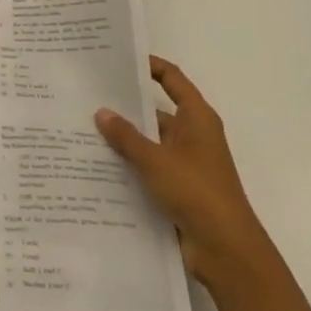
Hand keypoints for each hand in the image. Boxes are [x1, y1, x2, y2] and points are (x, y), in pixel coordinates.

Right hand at [95, 57, 272, 290]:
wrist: (226, 251)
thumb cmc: (197, 192)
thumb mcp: (155, 159)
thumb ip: (126, 136)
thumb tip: (102, 112)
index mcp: (197, 119)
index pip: (172, 79)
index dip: (149, 65)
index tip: (118, 58)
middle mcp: (193, 136)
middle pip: (156, 111)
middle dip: (125, 105)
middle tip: (87, 95)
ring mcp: (186, 164)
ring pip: (149, 142)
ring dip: (124, 139)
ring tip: (84, 129)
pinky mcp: (179, 190)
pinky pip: (148, 168)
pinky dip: (129, 165)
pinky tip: (97, 165)